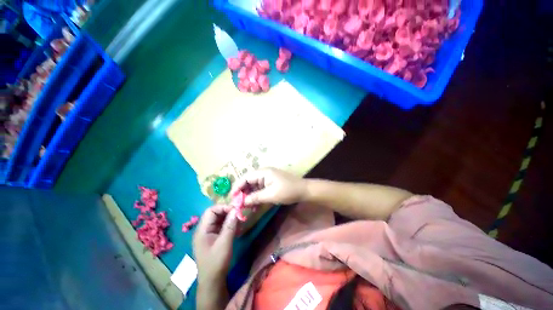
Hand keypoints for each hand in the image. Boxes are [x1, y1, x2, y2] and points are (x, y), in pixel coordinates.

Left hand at [193, 205, 237, 284]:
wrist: (212, 282)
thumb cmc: (216, 262)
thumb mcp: (224, 242)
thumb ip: (230, 225)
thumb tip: (236, 209)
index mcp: (202, 230)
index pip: (211, 211)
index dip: (223, 208)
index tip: (235, 210)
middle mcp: (204, 230)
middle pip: (215, 214)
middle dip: (228, 213)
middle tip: (239, 215)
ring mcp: (208, 234)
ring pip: (219, 220)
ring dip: (230, 219)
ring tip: (240, 222)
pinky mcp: (213, 239)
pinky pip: (221, 227)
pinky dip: (229, 226)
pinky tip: (238, 229)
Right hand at [232, 168, 306, 205]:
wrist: (303, 190)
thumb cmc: (287, 191)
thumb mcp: (270, 195)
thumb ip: (255, 197)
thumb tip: (242, 202)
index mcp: (263, 172)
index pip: (245, 178)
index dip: (237, 187)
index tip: (232, 198)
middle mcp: (263, 173)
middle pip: (248, 182)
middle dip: (243, 193)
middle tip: (238, 205)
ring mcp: (267, 178)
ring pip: (254, 186)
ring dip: (250, 196)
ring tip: (246, 207)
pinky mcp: (271, 183)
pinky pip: (260, 189)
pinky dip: (257, 197)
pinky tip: (255, 206)